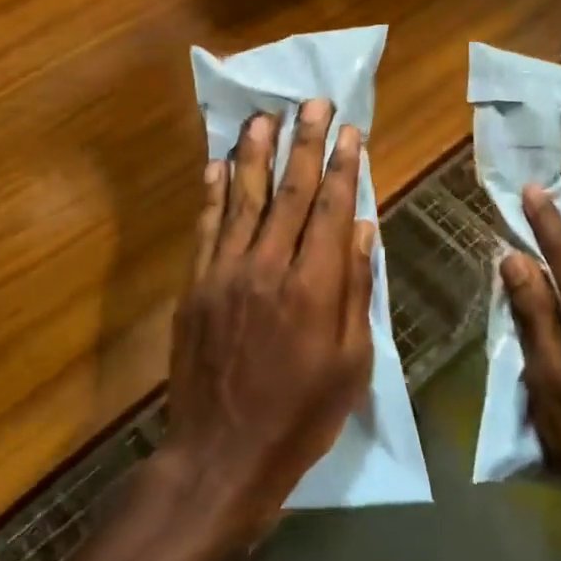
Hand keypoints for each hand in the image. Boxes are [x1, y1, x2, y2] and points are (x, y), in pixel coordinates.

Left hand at [159, 100, 375, 555]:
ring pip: (243, 200)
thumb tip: (364, 231)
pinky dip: (212, 194)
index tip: (350, 130)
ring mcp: (225, 274)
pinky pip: (205, 229)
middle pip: (290, 193)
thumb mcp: (351, 364)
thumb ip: (357, 291)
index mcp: (314, 288)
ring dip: (254, 154)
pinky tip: (216, 165)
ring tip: (262, 116)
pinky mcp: (195, 287)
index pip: (332, 209)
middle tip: (312, 104)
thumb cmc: (300, 417)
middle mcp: (268, 268)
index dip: (343, 166)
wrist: (220, 456)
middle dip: (304, 143)